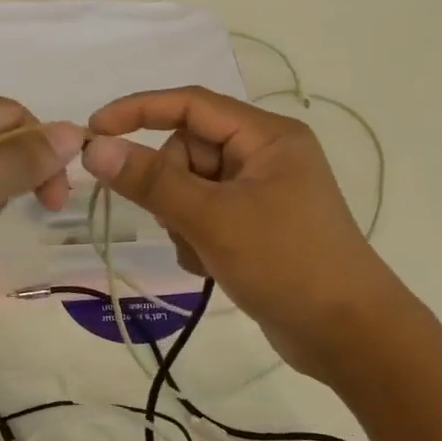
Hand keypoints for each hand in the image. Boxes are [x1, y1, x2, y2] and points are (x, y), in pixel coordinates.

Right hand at [82, 86, 388, 378]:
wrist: (348, 335)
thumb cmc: (286, 262)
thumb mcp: (212, 218)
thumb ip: (151, 181)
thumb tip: (94, 147)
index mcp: (266, 136)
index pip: (190, 104)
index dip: (138, 110)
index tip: (93, 130)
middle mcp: (264, 156)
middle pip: (188, 150)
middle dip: (171, 187)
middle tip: (179, 222)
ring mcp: (261, 193)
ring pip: (191, 187)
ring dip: (182, 220)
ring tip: (205, 252)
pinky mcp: (256, 226)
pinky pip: (205, 216)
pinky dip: (197, 239)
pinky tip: (213, 267)